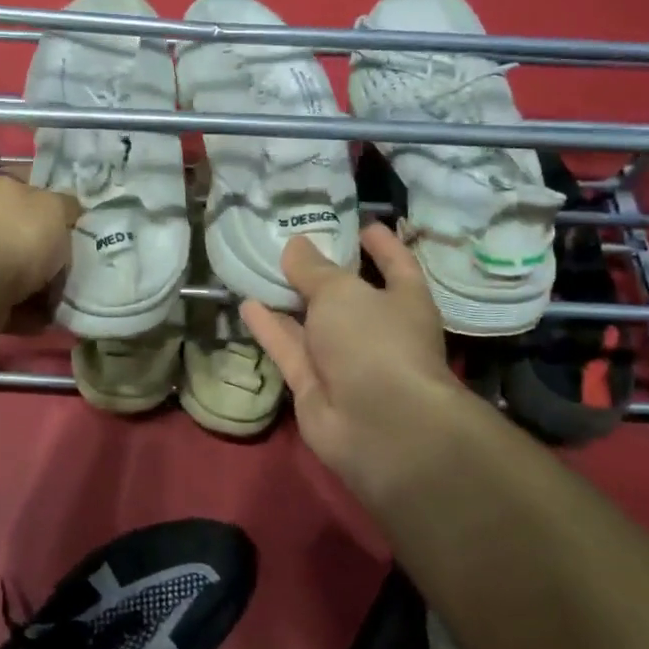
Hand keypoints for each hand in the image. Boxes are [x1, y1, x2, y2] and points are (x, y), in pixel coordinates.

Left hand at [0, 175, 80, 312]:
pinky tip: (44, 318)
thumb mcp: (55, 207)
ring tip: (64, 297)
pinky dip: (25, 311)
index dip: (52, 199)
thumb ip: (65, 205)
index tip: (76, 219)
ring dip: (39, 285)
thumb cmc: (17, 234)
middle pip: (19, 232)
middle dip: (46, 250)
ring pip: (13, 270)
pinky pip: (5, 301)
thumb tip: (68, 208)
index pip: (25, 184)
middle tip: (74, 262)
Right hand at [243, 224, 461, 495]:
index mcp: (403, 300)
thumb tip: (295, 245)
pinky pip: (289, 348)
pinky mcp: (314, 384)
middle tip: (290, 241)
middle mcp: (377, 329)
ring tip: (259, 268)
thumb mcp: (342, 292)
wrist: (378, 425)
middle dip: (322, 271)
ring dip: (289, 300)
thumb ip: (313, 268)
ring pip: (312, 323)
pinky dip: (269, 328)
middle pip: (347, 294)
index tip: (359, 222)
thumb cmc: (375, 341)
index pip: (395, 262)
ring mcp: (344, 359)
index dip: (380, 242)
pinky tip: (245, 304)